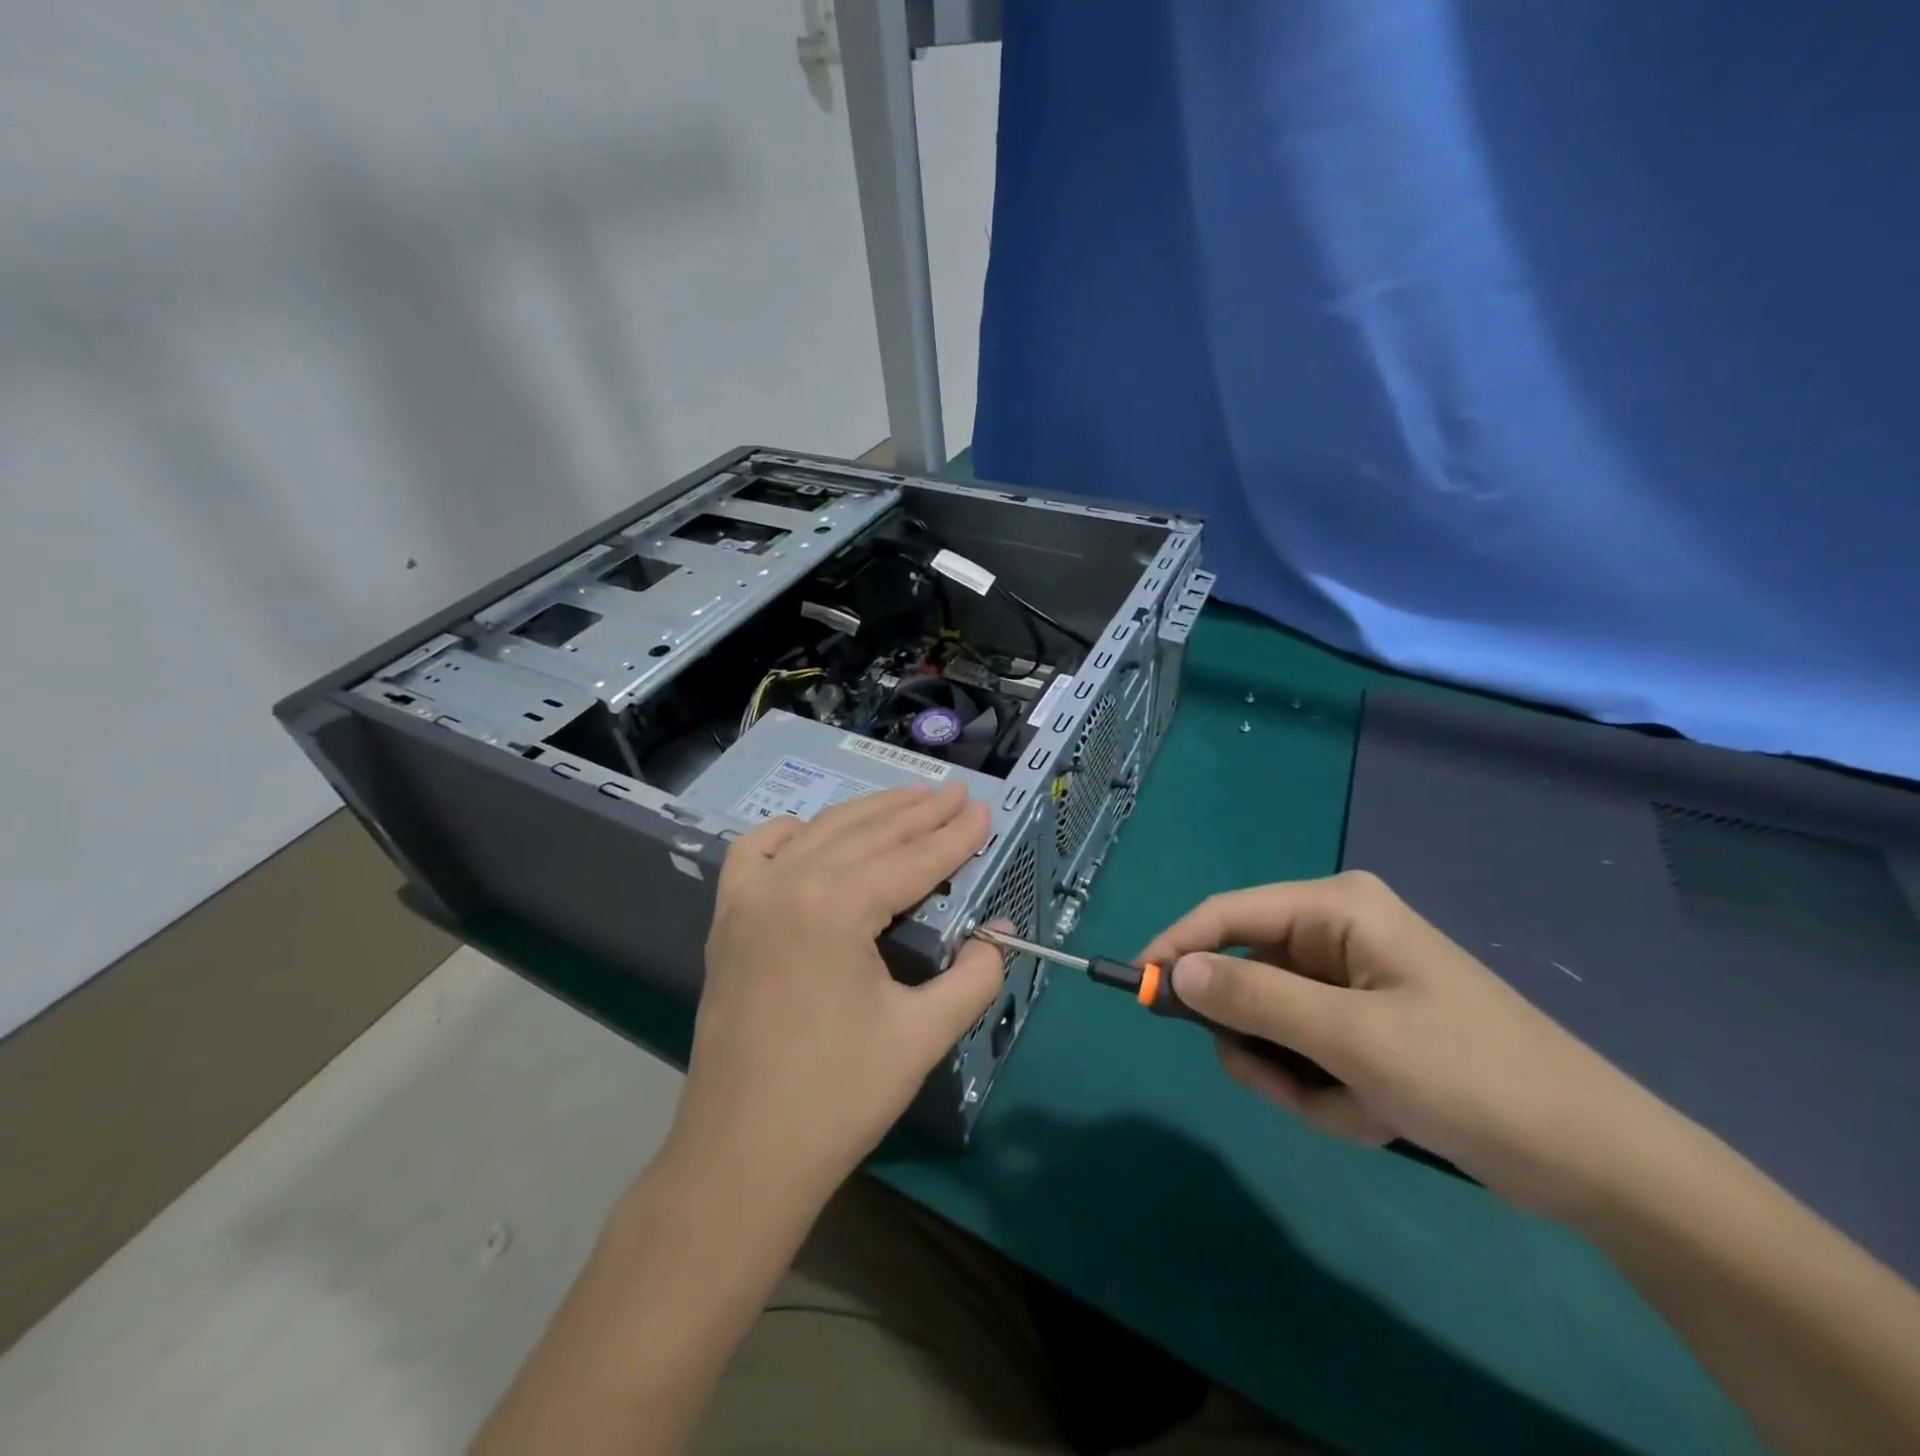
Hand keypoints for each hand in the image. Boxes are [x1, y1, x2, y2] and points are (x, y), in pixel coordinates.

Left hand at [663, 783, 1004, 1206]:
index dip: (955, 836)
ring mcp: (749, 898)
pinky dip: (792, 833)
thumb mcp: (922, 1036)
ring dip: (869, 813)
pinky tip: (814, 832)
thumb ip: (973, 976)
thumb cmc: (837, 1098)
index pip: (912, 859)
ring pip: (820, 833)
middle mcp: (788, 884)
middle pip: (868, 834)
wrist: (741, 1157)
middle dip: (919, 812)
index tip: (984, 810)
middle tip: (957, 794)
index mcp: (835, 907)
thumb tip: (999, 933)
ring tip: (911, 799)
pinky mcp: (727, 919)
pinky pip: (756, 852)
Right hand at [1141, 871, 1672, 1210]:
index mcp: (1337, 909)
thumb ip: (1255, 998)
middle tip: (1287, 1087)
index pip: (1228, 912)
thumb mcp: (1352, 1038)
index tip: (1137, 989)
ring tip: (1354, 1110)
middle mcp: (1338, 935)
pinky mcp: (1364, 1028)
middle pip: (1247, 977)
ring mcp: (1351, 984)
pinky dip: (1325, 1094)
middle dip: (1262, 1042)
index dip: (1178, 946)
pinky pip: (1306, 1055)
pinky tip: (1377, 1117)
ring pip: (1272, 1026)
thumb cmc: (1473, 1076)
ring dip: (1298, 1078)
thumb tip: (1176, 971)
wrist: (1597, 1163)